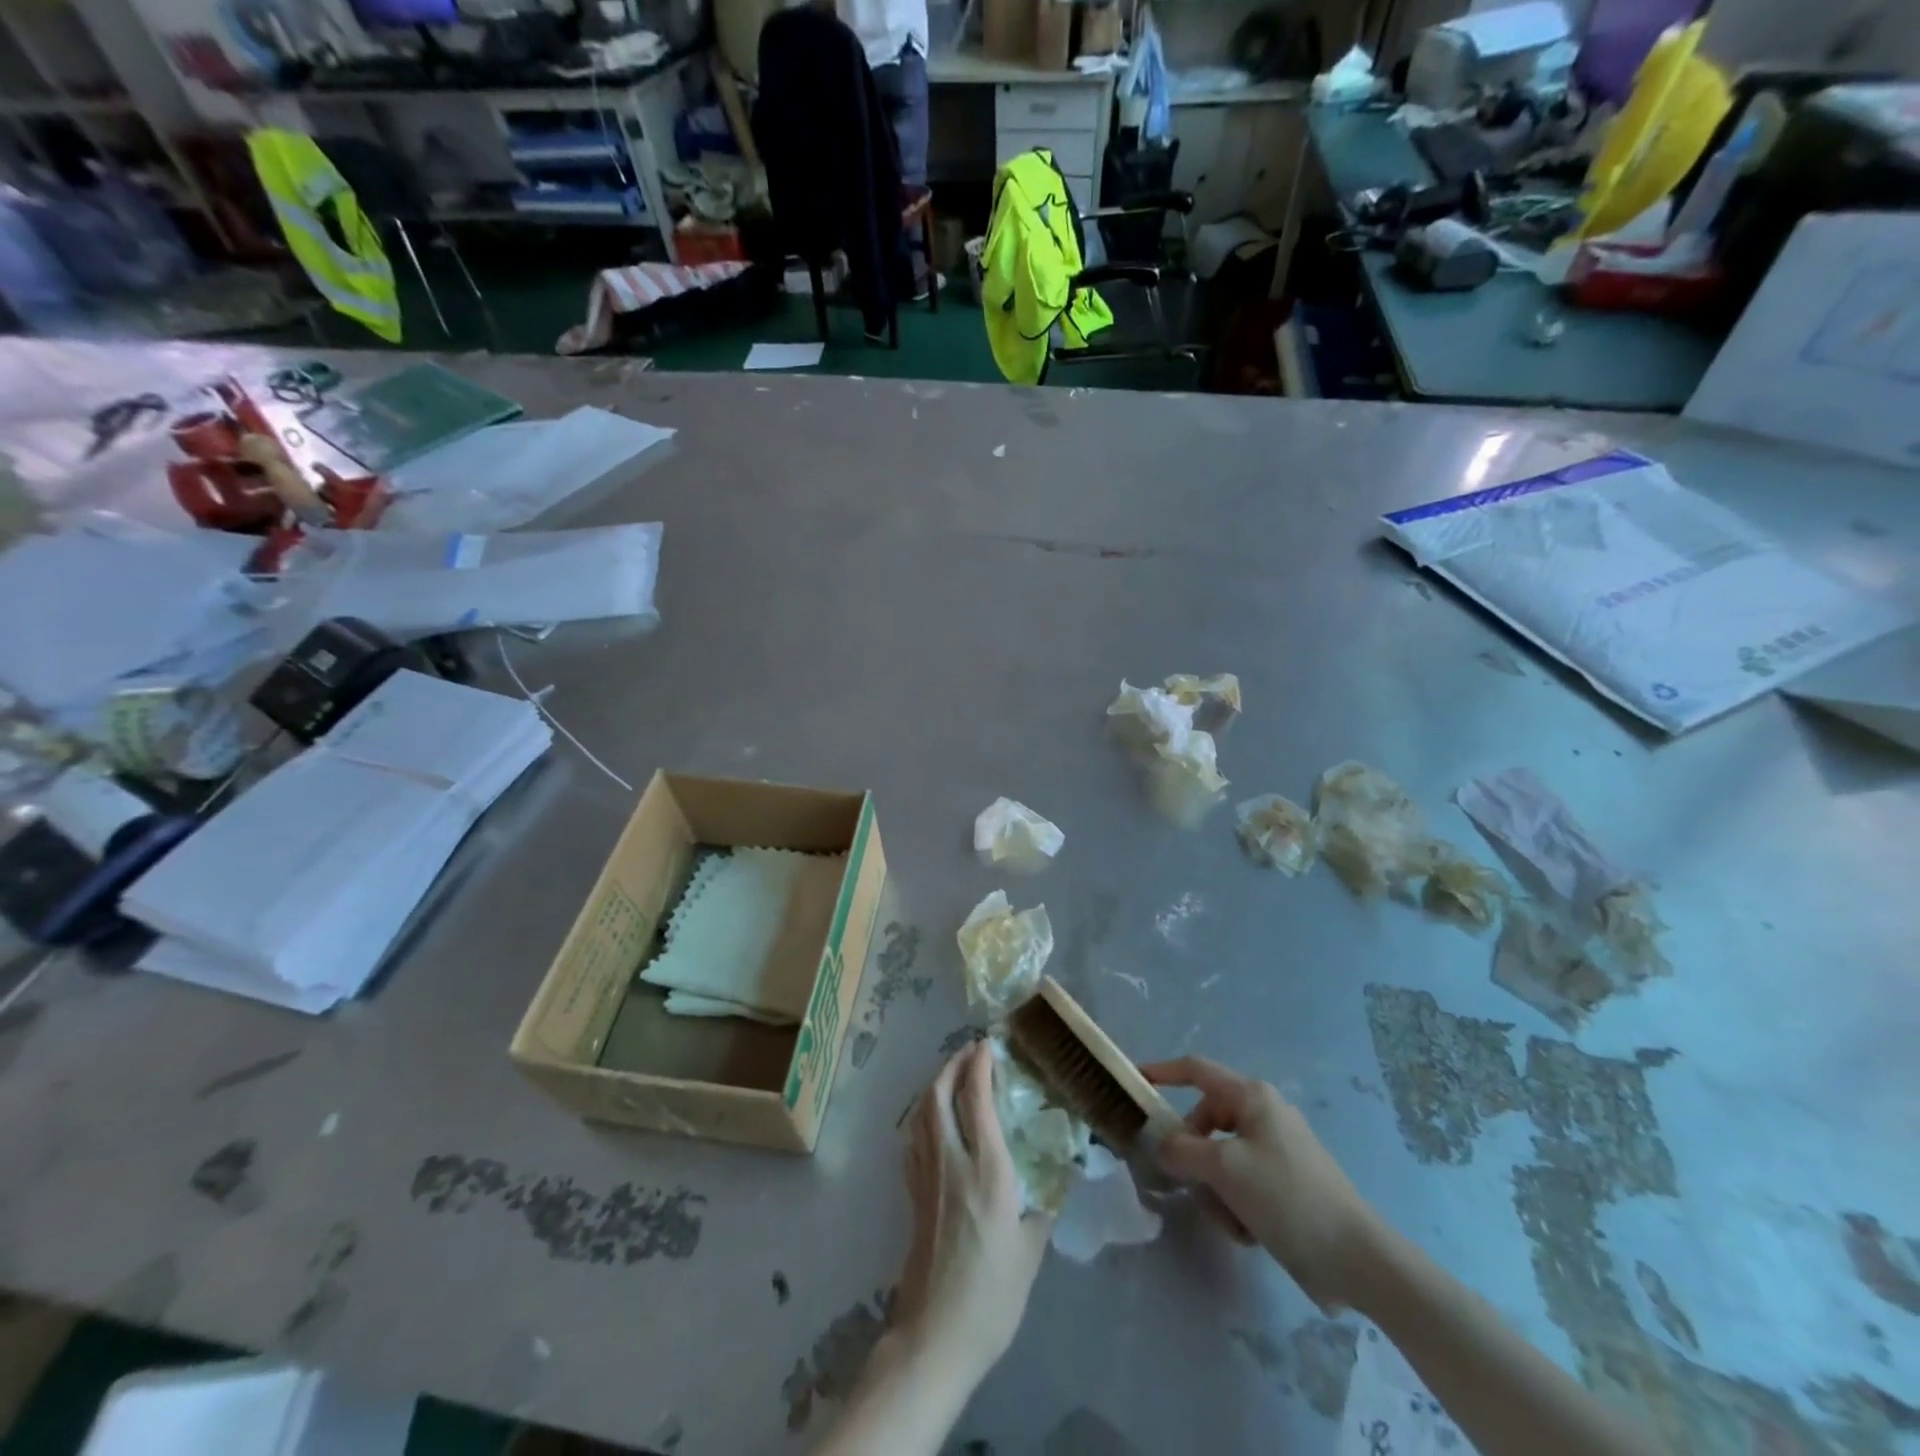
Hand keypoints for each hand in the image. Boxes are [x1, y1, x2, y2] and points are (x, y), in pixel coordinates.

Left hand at [893, 1041, 1051, 1387]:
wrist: (935, 1337)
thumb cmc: (992, 1296)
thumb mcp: (1031, 1251)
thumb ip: (1044, 1204)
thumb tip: (1059, 1171)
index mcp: (986, 1171)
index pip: (977, 1100)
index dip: (980, 1065)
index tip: (989, 1044)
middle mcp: (951, 1162)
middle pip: (940, 1095)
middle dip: (952, 1064)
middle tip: (969, 1050)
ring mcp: (926, 1176)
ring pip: (922, 1112)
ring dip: (936, 1084)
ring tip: (952, 1073)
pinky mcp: (912, 1193)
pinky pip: (914, 1136)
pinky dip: (923, 1113)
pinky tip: (932, 1117)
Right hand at [1141, 1056, 1381, 1311]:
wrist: (1357, 1259)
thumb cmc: (1287, 1199)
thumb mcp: (1225, 1170)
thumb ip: (1182, 1151)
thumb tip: (1162, 1145)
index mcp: (1252, 1096)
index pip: (1195, 1069)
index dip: (1162, 1071)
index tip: (1134, 1082)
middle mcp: (1264, 1113)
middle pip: (1206, 1122)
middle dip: (1194, 1157)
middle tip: (1188, 1185)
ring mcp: (1277, 1148)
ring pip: (1221, 1158)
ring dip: (1216, 1190)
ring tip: (1232, 1221)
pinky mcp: (1287, 1183)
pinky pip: (1242, 1183)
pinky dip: (1237, 1205)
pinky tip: (1250, 1233)